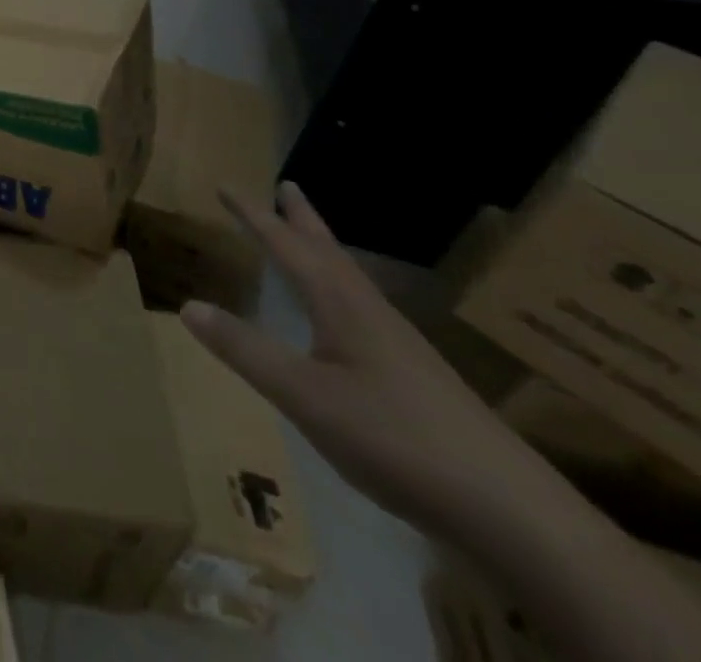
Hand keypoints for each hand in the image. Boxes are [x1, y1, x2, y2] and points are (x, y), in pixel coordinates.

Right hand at [181, 184, 556, 541]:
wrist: (514, 514)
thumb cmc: (396, 439)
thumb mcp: (304, 396)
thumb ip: (245, 350)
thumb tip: (187, 305)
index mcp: (341, 305)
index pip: (287, 246)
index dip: (253, 216)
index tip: (226, 186)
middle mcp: (371, 314)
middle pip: (330, 253)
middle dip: (302, 219)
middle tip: (287, 186)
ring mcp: (399, 347)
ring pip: (351, 282)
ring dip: (324, 253)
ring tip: (308, 242)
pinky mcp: (417, 379)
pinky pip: (364, 312)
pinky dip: (340, 292)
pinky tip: (342, 320)